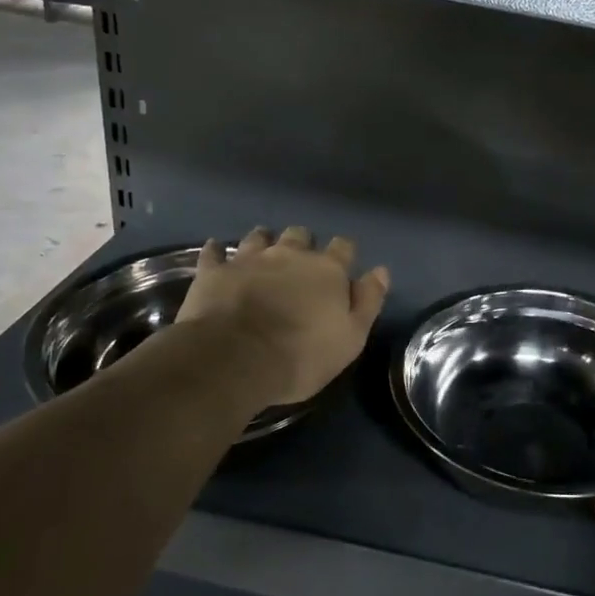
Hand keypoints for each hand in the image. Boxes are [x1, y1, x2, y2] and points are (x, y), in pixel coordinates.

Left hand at [174, 226, 389, 406]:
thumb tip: (380, 271)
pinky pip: (214, 252)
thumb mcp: (351, 338)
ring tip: (261, 253)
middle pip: (300, 235)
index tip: (341, 267)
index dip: (343, 254)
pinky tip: (217, 254)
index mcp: (327, 270)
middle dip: (302, 244)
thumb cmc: (301, 355)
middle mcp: (290, 254)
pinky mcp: (214, 271)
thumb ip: (368, 301)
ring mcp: (249, 259)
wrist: (234, 359)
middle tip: (298, 263)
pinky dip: (217, 252)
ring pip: (259, 236)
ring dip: (264, 242)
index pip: (343, 247)